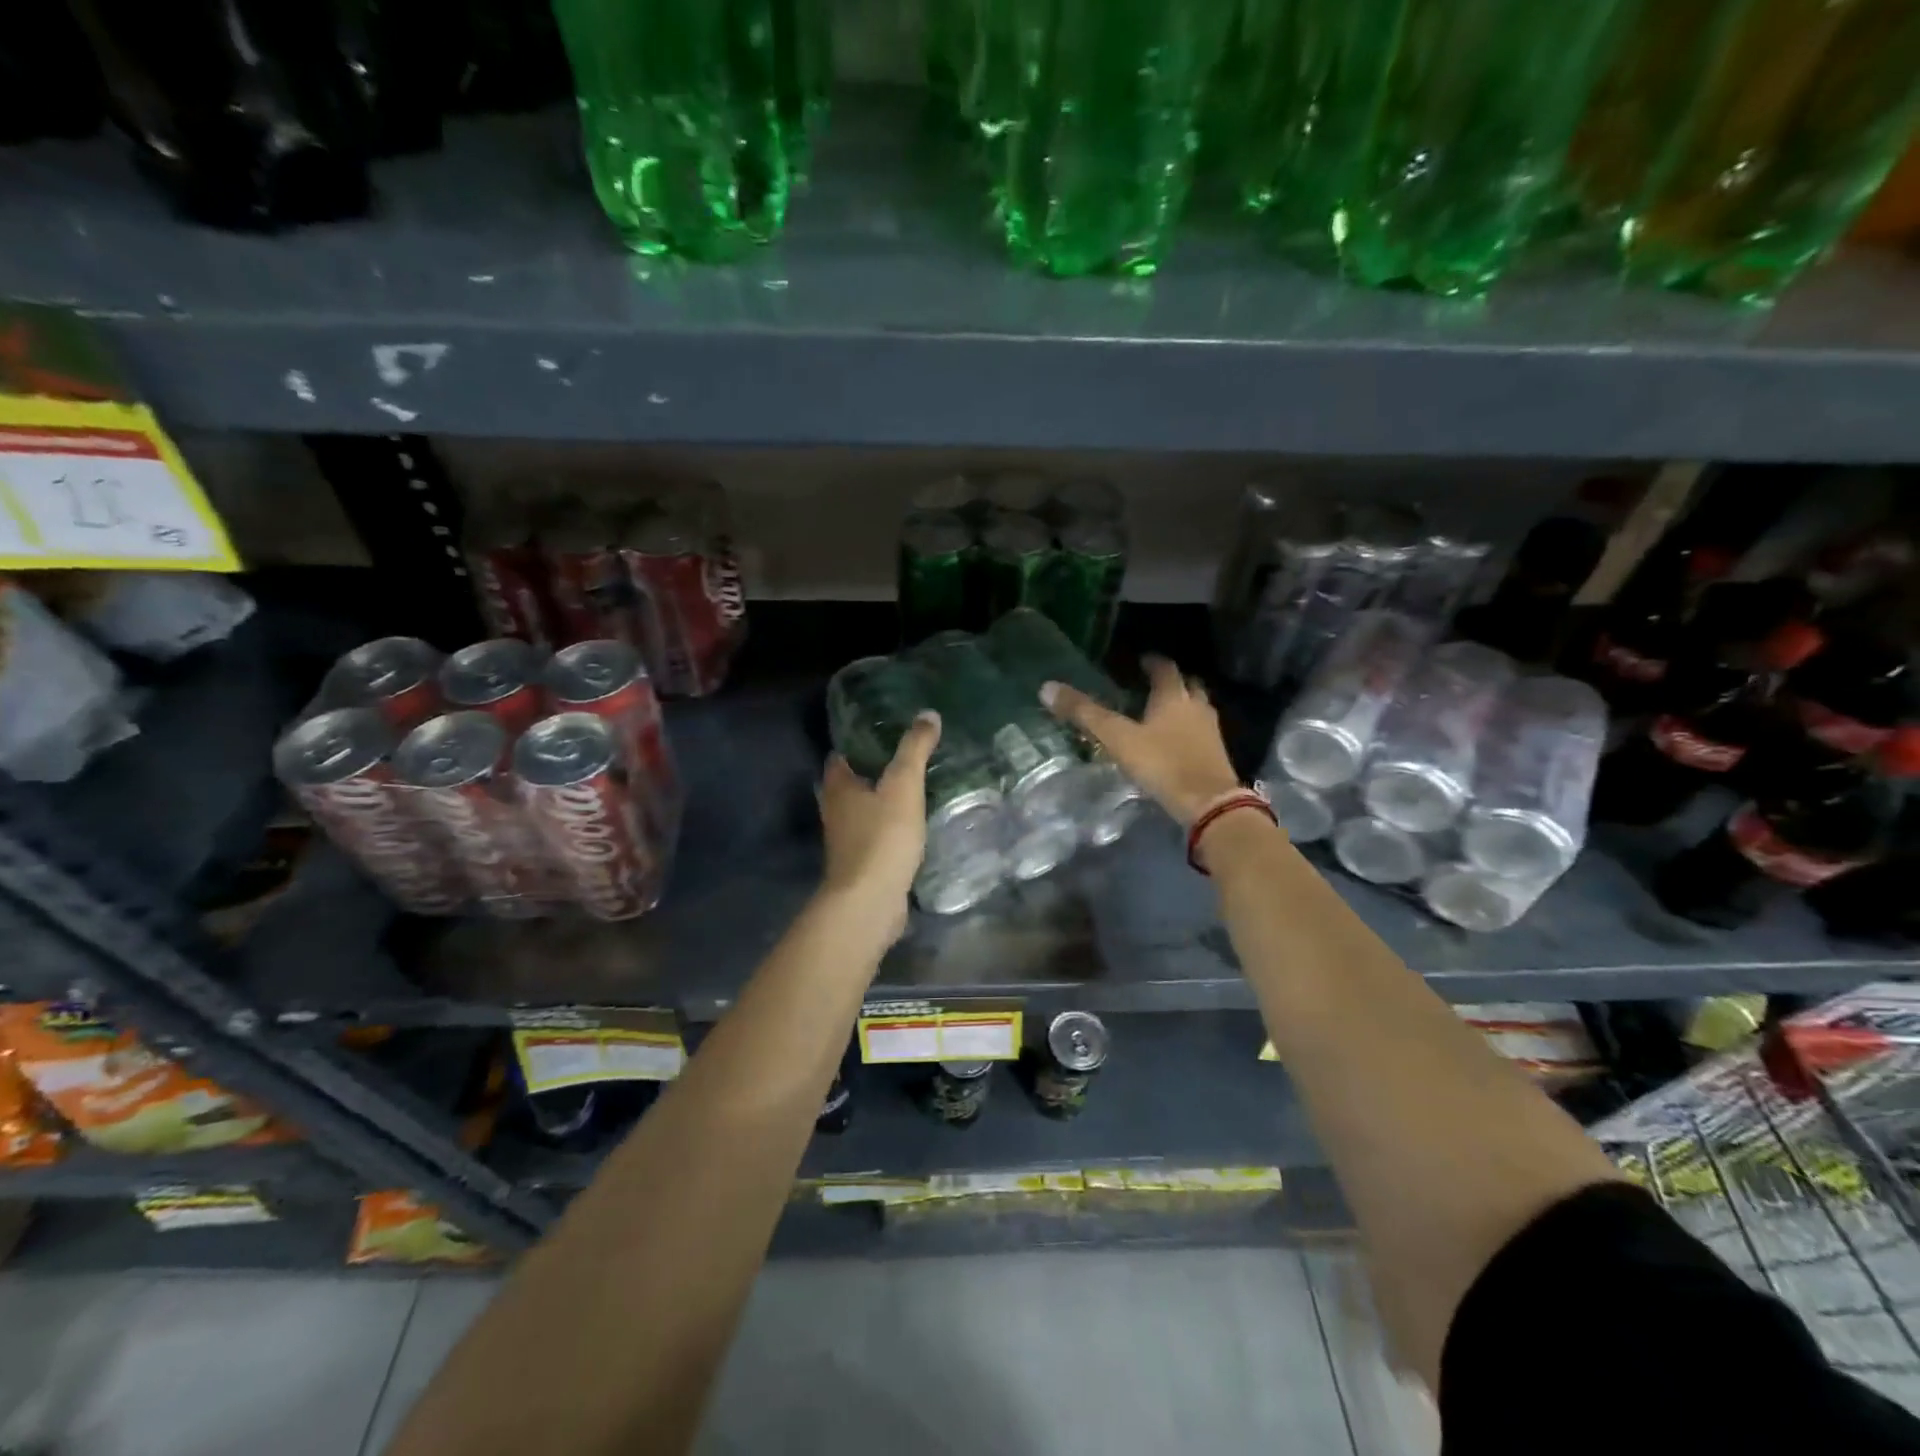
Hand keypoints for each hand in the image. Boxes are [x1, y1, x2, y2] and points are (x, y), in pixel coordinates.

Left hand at [816, 710, 940, 936]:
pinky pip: (876, 836)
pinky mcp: (861, 864)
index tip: (884, 731)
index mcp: (837, 786)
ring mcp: (846, 840)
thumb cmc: (882, 837)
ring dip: (882, 801)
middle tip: (906, 757)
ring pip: (863, 811)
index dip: (858, 742)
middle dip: (873, 771)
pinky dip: (890, 827)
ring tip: (914, 787)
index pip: (841, 755)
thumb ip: (915, 749)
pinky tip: (914, 825)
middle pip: (850, 783)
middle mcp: (835, 811)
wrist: (870, 901)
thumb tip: (929, 714)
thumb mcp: (904, 785)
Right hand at [1041, 656, 1239, 827]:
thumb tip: (1047, 687)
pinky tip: (1174, 742)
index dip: (1152, 663)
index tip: (1142, 661)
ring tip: (1162, 713)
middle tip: (1153, 685)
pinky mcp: (1216, 755)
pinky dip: (1188, 730)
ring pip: (1197, 708)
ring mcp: (1210, 731)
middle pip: (1187, 685)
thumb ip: (1085, 714)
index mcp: (1173, 696)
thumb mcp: (1117, 738)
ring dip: (1183, 706)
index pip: (1164, 668)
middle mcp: (1196, 706)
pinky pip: (1201, 732)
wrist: (1208, 803)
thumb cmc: (1162, 763)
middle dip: (1172, 682)